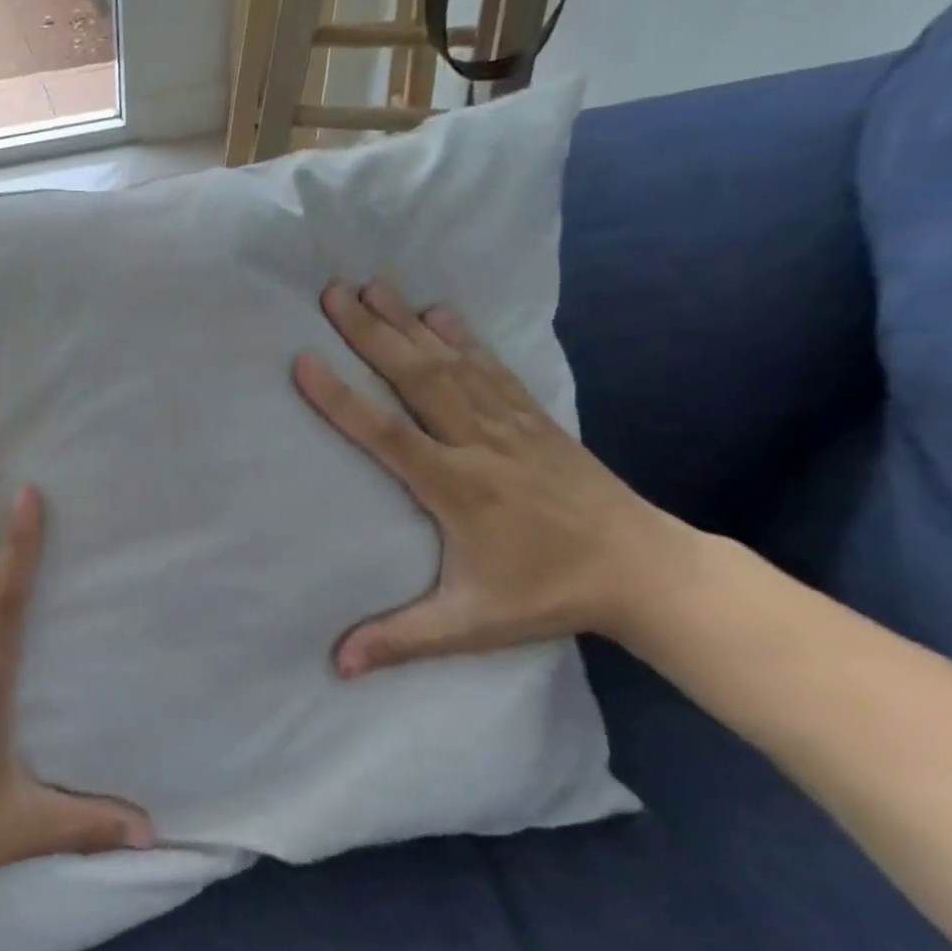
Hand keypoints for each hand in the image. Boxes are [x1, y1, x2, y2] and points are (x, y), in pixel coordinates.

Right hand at [293, 279, 691, 676]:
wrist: (648, 572)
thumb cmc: (547, 594)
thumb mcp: (470, 623)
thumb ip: (400, 638)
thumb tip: (337, 665)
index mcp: (456, 486)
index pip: (385, 432)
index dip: (340, 397)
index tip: (303, 359)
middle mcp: (478, 442)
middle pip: (416, 377)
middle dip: (370, 332)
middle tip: (332, 292)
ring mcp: (510, 424)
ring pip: (450, 363)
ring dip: (407, 322)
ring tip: (372, 285)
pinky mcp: (534, 419)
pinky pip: (491, 368)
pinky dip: (462, 336)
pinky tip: (438, 311)